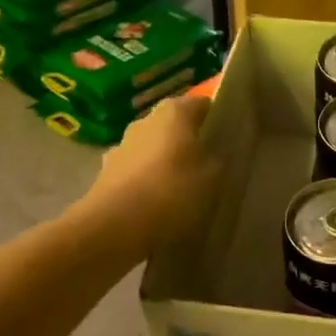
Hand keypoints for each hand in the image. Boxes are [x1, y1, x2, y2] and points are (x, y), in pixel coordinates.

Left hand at [82, 94, 219, 242]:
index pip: (203, 105)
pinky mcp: (105, 174)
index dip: (217, 119)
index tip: (229, 139)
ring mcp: (122, 146)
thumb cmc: (172, 193)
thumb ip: (217, 159)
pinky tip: (159, 205)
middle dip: (190, 141)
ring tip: (184, 188)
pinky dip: (147, 183)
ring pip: (153, 149)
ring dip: (166, 162)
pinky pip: (136, 172)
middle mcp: (145, 121)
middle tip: (210, 164)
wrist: (113, 230)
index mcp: (174, 112)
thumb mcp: (213, 178)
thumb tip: (214, 154)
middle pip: (175, 126)